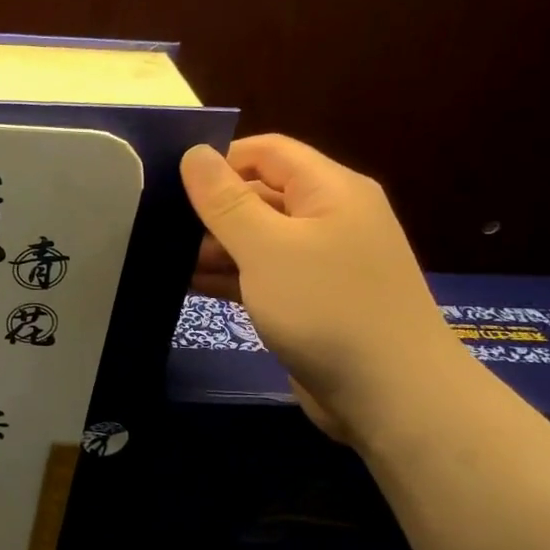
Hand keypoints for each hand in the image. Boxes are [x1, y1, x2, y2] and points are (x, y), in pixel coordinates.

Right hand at [181, 135, 469, 445]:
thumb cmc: (327, 307)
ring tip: (162, 259)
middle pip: (259, 194)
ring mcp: (321, 262)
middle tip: (157, 226)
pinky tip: (187, 286)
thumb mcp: (267, 248)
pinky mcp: (311, 300)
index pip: (267, 152)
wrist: (392, 396)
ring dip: (213, 247)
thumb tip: (194, 153)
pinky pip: (262, 274)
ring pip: (257, 238)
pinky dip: (229, 276)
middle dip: (210, 209)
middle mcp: (329, 218)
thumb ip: (225, 200)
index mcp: (330, 190)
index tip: (170, 184)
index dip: (219, 161)